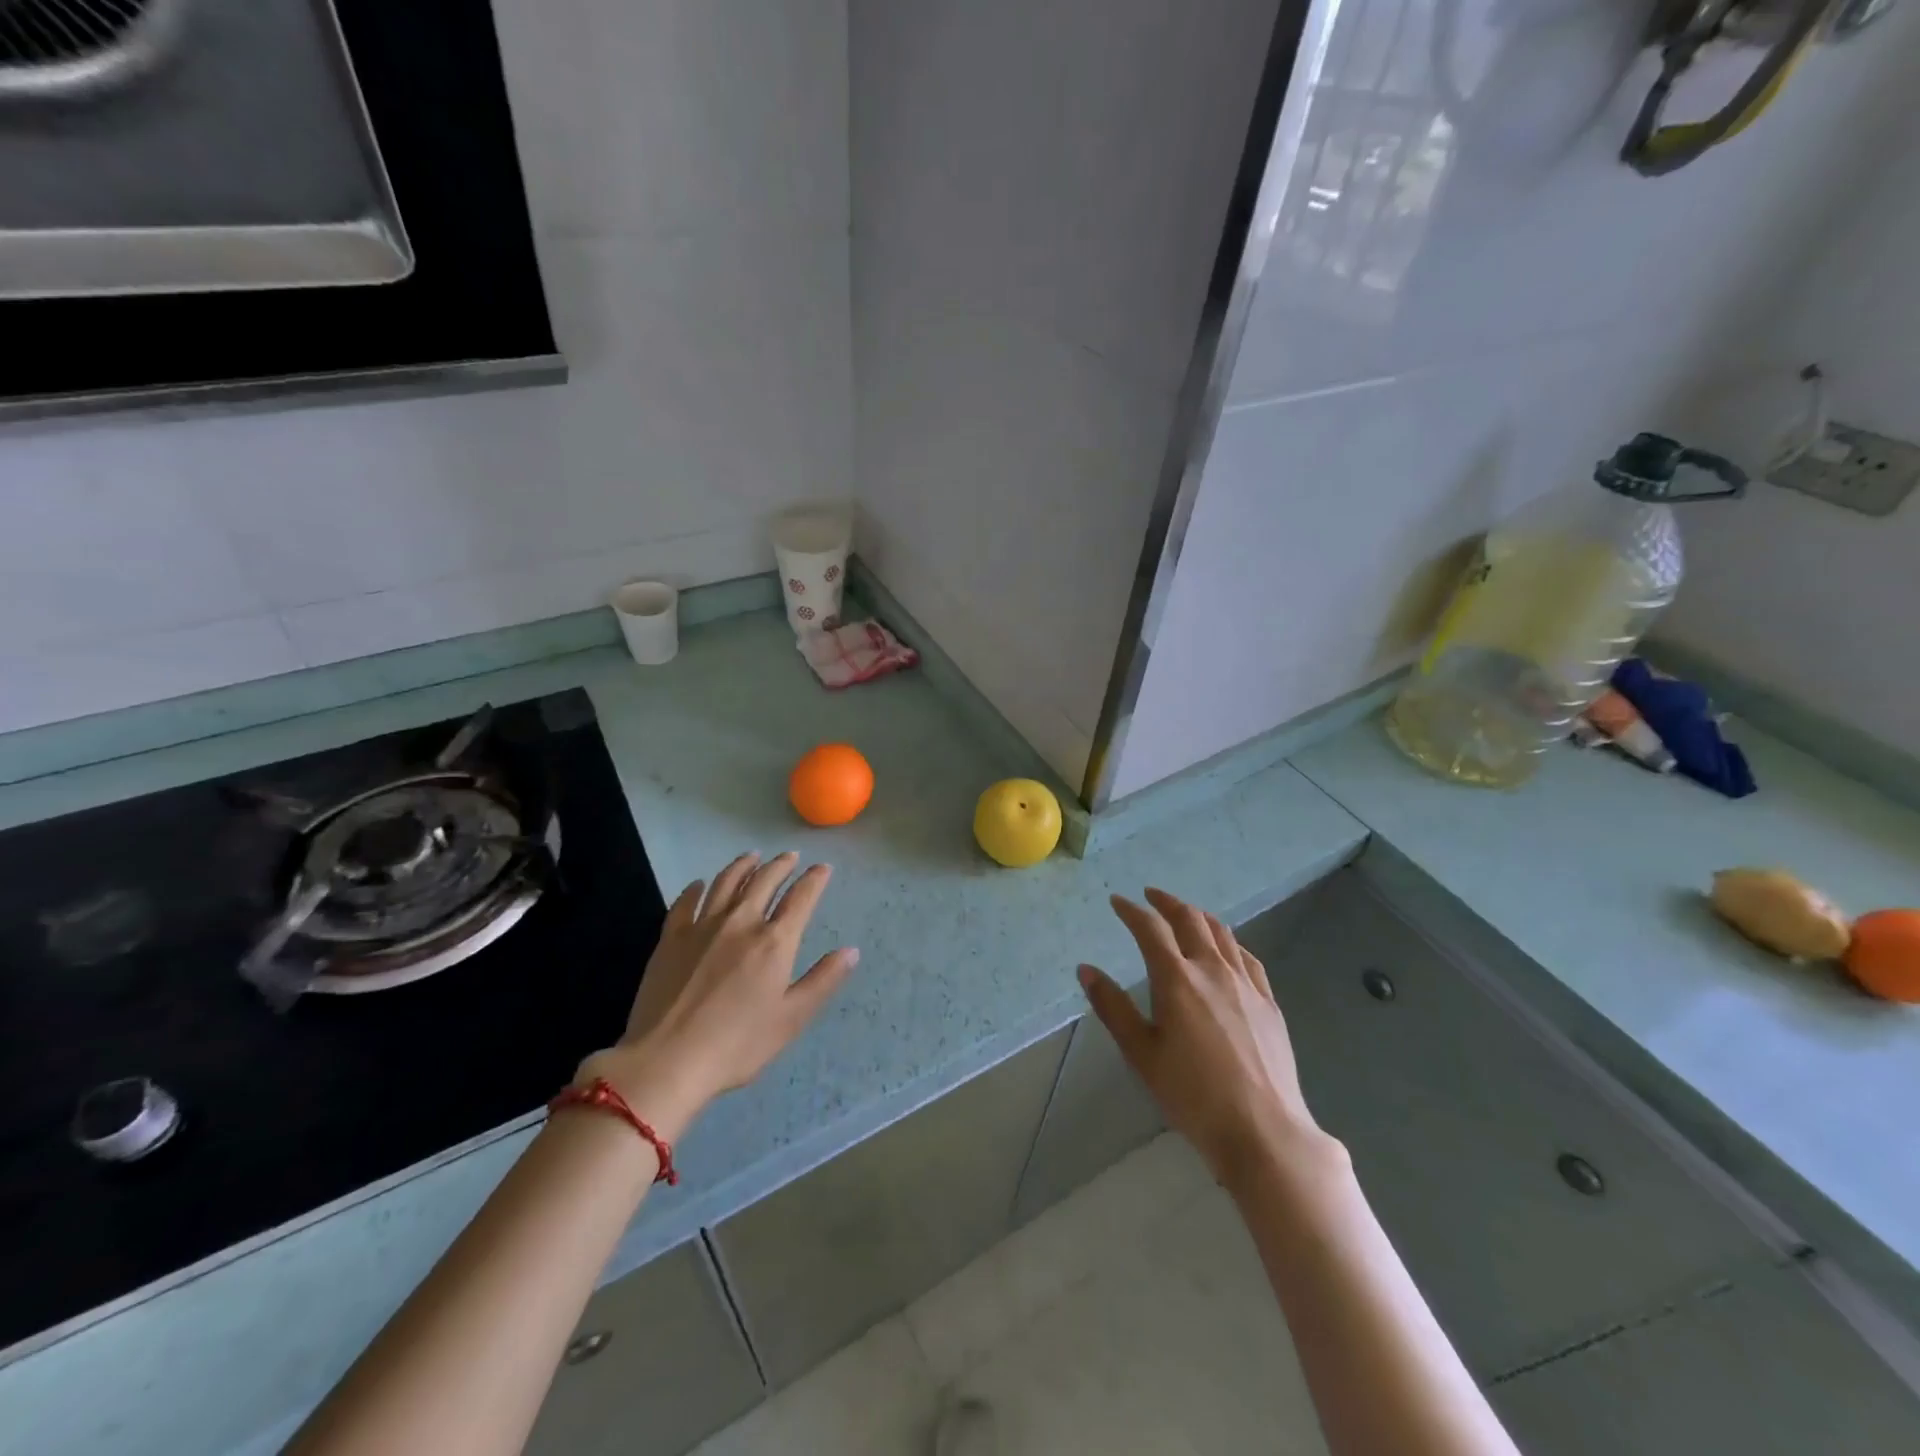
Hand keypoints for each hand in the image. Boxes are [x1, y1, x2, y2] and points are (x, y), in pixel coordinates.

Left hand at [578, 852, 857, 1139]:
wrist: (667, 1060)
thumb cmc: (738, 1045)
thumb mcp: (791, 1019)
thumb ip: (823, 981)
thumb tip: (851, 951)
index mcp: (774, 942)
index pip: (801, 898)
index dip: (814, 879)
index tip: (822, 868)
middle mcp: (741, 923)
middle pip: (764, 881)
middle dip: (781, 865)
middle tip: (790, 856)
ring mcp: (702, 927)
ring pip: (726, 883)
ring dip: (743, 866)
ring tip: (752, 857)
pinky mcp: (671, 938)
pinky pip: (686, 902)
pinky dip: (697, 888)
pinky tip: (700, 884)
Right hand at [1079, 888, 1330, 1190]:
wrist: (1263, 1130)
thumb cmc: (1192, 1095)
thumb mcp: (1141, 1054)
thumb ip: (1113, 1008)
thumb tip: (1086, 970)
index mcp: (1176, 979)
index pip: (1150, 929)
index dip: (1131, 911)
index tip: (1118, 901)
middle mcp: (1212, 969)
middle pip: (1190, 919)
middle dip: (1167, 903)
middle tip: (1151, 897)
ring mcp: (1246, 983)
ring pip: (1221, 933)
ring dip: (1198, 915)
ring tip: (1185, 914)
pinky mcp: (1268, 1001)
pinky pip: (1247, 957)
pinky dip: (1229, 941)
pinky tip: (1226, 948)